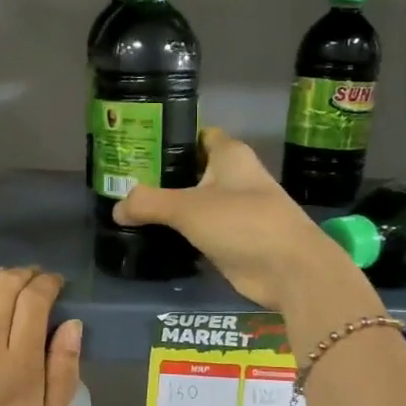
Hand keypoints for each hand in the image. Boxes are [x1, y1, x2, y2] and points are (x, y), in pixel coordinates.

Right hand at [115, 128, 358, 310]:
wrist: (289, 270)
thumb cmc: (242, 222)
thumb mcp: (187, 208)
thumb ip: (148, 203)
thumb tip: (116, 208)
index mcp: (230, 155)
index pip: (197, 135)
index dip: (169, 138)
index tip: (136, 146)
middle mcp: (234, 177)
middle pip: (191, 170)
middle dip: (160, 176)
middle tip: (121, 182)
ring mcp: (234, 210)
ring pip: (193, 202)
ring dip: (168, 208)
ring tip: (129, 209)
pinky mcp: (232, 239)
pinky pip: (198, 230)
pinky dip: (179, 233)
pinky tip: (151, 237)